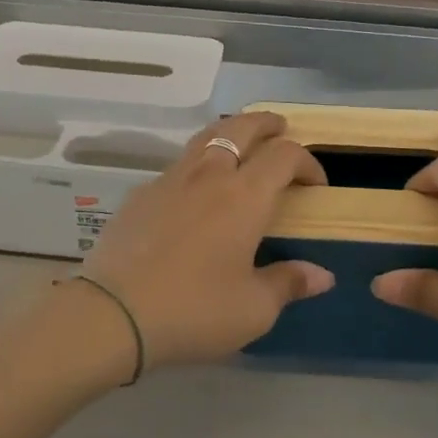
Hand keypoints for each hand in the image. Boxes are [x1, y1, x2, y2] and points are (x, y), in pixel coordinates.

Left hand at [82, 111, 333, 368]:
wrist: (114, 313)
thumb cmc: (195, 310)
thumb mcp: (253, 308)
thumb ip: (289, 283)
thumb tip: (322, 275)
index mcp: (245, 197)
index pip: (284, 156)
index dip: (306, 162)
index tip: (316, 183)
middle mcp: (209, 176)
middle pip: (240, 128)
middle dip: (265, 123)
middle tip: (280, 127)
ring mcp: (170, 180)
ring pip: (205, 138)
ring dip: (229, 132)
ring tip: (239, 143)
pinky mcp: (140, 195)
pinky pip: (177, 165)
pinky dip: (197, 163)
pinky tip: (195, 189)